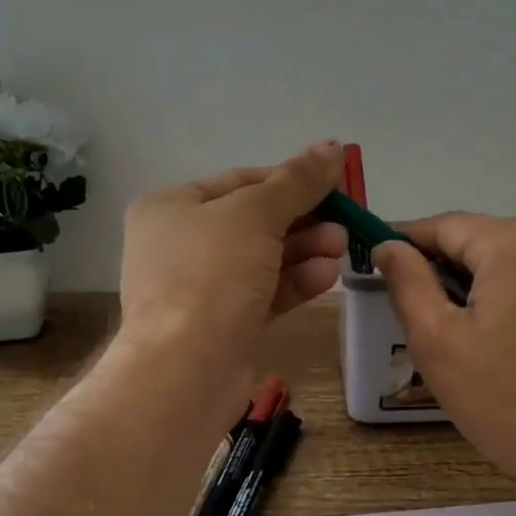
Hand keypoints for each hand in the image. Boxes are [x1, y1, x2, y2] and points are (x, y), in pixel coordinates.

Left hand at [119, 141, 346, 372]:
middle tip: (344, 222)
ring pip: (262, 259)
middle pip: (254, 221)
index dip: (289, 179)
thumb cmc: (211, 275)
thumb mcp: (256, 215)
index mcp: (171, 207)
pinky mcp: (222, 325)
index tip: (335, 184)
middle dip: (303, 220)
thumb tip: (332, 144)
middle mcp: (181, 244)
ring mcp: (200, 288)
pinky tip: (327, 276)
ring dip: (304, 250)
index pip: (240, 181)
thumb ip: (296, 181)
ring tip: (341, 247)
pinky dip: (294, 282)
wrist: (186, 370)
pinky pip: (263, 293)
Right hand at [374, 214, 515, 496]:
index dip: (405, 243)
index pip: (444, 225)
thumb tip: (388, 246)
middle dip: (444, 268)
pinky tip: (505, 341)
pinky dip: (515, 299)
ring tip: (457, 332)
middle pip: (483, 240)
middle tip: (414, 311)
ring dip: (480, 285)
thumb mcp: (440, 343)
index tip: (377, 266)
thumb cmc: (510, 402)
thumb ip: (408, 284)